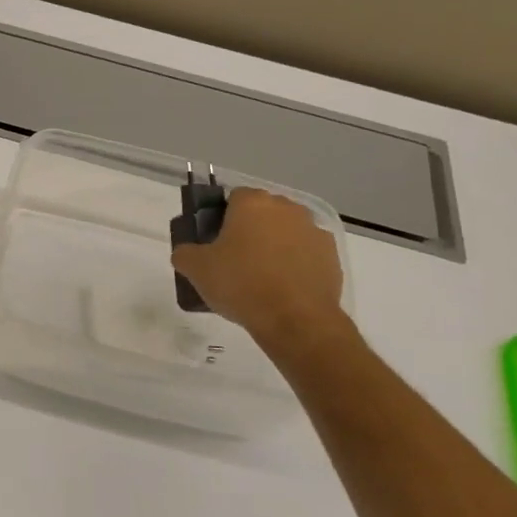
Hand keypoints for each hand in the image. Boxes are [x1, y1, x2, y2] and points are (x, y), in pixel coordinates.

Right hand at [171, 188, 346, 346]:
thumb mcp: (196, 269)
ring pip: (285, 231)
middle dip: (249, 229)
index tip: (214, 240)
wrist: (296, 319)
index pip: (233, 196)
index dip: (221, 216)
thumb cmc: (241, 284)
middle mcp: (286, 208)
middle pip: (262, 212)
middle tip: (233, 258)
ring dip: (274, 245)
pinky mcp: (331, 255)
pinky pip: (305, 252)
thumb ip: (185, 253)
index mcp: (252, 203)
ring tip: (260, 277)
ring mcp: (313, 230)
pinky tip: (283, 287)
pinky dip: (295, 263)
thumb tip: (187, 252)